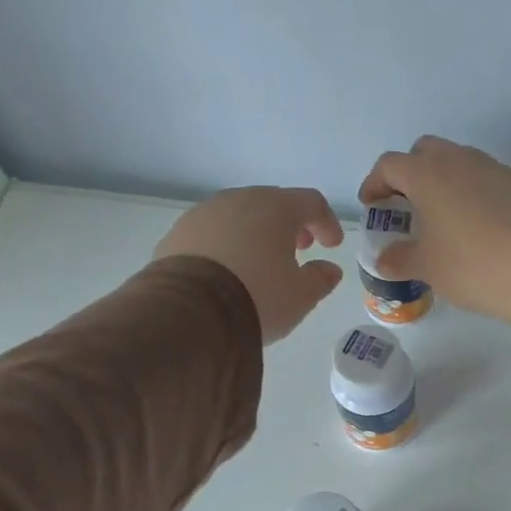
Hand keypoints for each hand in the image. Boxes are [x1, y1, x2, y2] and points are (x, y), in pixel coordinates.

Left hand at [154, 186, 343, 343]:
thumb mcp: (300, 296)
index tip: (332, 246)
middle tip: (299, 249)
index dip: (327, 222)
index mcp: (276, 208)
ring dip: (256, 232)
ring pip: (240, 215)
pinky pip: (213, 231)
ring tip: (261, 261)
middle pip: (273, 203)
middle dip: (290, 225)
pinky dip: (227, 244)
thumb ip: (320, 279)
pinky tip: (228, 270)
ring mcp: (204, 213)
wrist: (189, 311)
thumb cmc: (258, 297)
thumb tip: (329, 269)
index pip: (311, 202)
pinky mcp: (178, 232)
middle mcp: (239, 200)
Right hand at [357, 136, 510, 322]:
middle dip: (410, 173)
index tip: (373, 207)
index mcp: (427, 174)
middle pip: (424, 152)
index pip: (389, 165)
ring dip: (442, 180)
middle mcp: (458, 160)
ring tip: (439, 215)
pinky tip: (472, 222)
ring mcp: (491, 168)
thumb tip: (384, 259)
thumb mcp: (426, 267)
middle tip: (406, 206)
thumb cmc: (469, 265)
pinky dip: (469, 190)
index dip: (375, 184)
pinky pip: (482, 177)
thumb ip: (399, 259)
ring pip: (456, 160)